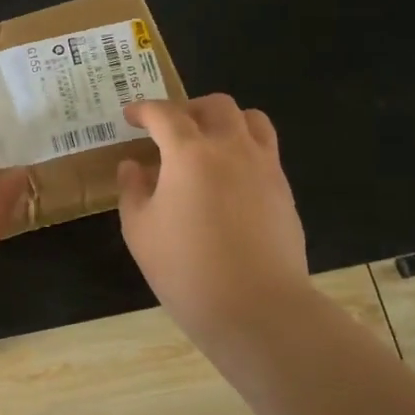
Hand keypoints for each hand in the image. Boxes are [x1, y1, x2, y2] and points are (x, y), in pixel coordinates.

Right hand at [116, 95, 311, 344]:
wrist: (257, 308)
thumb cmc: (186, 268)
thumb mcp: (140, 230)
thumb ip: (133, 190)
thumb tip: (134, 166)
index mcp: (189, 153)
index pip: (164, 114)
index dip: (144, 110)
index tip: (131, 116)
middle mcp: (231, 148)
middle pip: (216, 106)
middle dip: (188, 109)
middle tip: (169, 129)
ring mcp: (264, 167)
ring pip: (251, 120)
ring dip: (225, 121)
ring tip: (207, 143)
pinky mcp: (283, 191)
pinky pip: (266, 151)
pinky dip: (244, 149)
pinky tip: (228, 179)